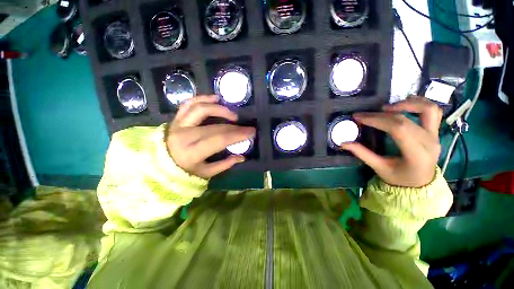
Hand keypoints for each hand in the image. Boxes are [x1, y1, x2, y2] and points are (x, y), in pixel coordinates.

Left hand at [167, 95, 255, 178]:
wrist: (160, 164)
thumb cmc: (185, 171)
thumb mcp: (206, 173)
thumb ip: (225, 164)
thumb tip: (242, 156)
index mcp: (191, 152)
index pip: (219, 139)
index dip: (237, 135)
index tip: (251, 132)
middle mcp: (184, 135)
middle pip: (215, 126)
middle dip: (235, 127)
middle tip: (247, 127)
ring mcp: (178, 124)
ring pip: (201, 109)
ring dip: (220, 109)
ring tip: (233, 115)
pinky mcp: (176, 118)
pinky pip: (188, 104)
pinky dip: (202, 98)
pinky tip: (215, 98)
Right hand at [341, 96, 442, 187]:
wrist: (421, 184)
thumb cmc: (399, 179)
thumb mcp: (379, 168)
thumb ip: (362, 154)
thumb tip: (343, 143)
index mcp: (416, 154)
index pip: (397, 129)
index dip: (377, 120)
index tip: (359, 118)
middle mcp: (429, 142)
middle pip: (404, 119)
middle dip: (380, 115)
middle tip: (363, 115)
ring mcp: (435, 135)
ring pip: (427, 109)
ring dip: (406, 103)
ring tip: (386, 107)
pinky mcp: (435, 132)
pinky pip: (433, 111)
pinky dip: (419, 103)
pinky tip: (405, 103)